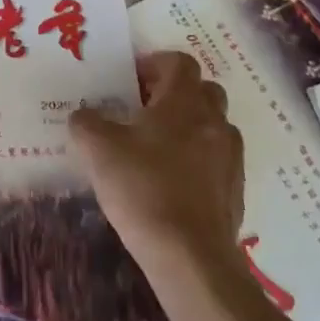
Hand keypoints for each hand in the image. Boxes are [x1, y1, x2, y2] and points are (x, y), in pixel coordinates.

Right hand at [70, 51, 245, 283]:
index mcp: (184, 103)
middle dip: (175, 93)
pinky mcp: (235, 191)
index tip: (131, 79)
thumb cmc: (142, 189)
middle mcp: (214, 123)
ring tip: (156, 145)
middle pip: (203, 90)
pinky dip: (198, 159)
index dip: (155, 63)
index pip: (180, 63)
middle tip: (144, 109)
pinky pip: (218, 160)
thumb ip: (86, 123)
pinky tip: (171, 180)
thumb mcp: (97, 149)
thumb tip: (84, 116)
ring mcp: (230, 158)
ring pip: (213, 125)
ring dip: (189, 126)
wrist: (189, 258)